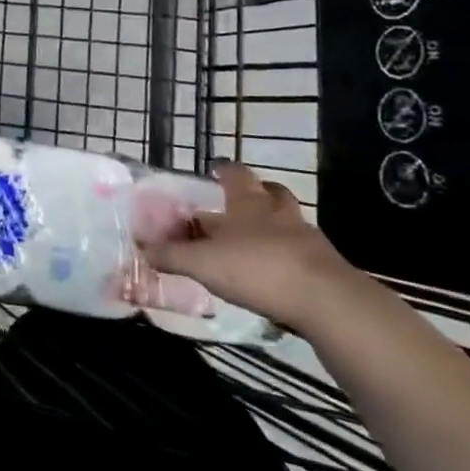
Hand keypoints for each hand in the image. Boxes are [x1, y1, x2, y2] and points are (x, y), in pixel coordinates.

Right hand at [136, 161, 358, 331]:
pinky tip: (278, 274)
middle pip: (271, 192)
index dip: (224, 169)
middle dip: (257, 193)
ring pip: (290, 222)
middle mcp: (279, 214)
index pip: (235, 174)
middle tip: (241, 202)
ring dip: (276, 226)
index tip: (215, 168)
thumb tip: (142, 248)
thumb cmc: (258, 269)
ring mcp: (307, 240)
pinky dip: (290, 257)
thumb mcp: (204, 263)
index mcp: (248, 204)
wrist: (327, 302)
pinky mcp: (326, 269)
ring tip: (259, 240)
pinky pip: (304, 254)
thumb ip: (172, 255)